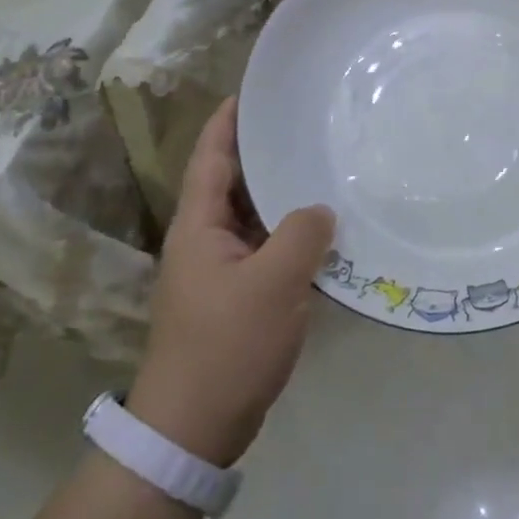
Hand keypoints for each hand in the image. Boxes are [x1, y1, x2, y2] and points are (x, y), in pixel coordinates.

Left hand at [129, 98, 334, 466]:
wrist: (194, 427)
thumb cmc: (227, 345)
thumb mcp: (273, 283)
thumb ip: (302, 234)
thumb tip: (321, 209)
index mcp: (198, 227)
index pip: (210, 158)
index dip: (228, 122)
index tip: (253, 91)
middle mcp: (204, 241)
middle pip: (233, 183)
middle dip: (263, 154)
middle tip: (306, 126)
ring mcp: (219, 272)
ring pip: (252, 219)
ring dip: (281, 196)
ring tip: (322, 169)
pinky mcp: (236, 299)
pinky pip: (265, 250)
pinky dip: (290, 235)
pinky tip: (324, 232)